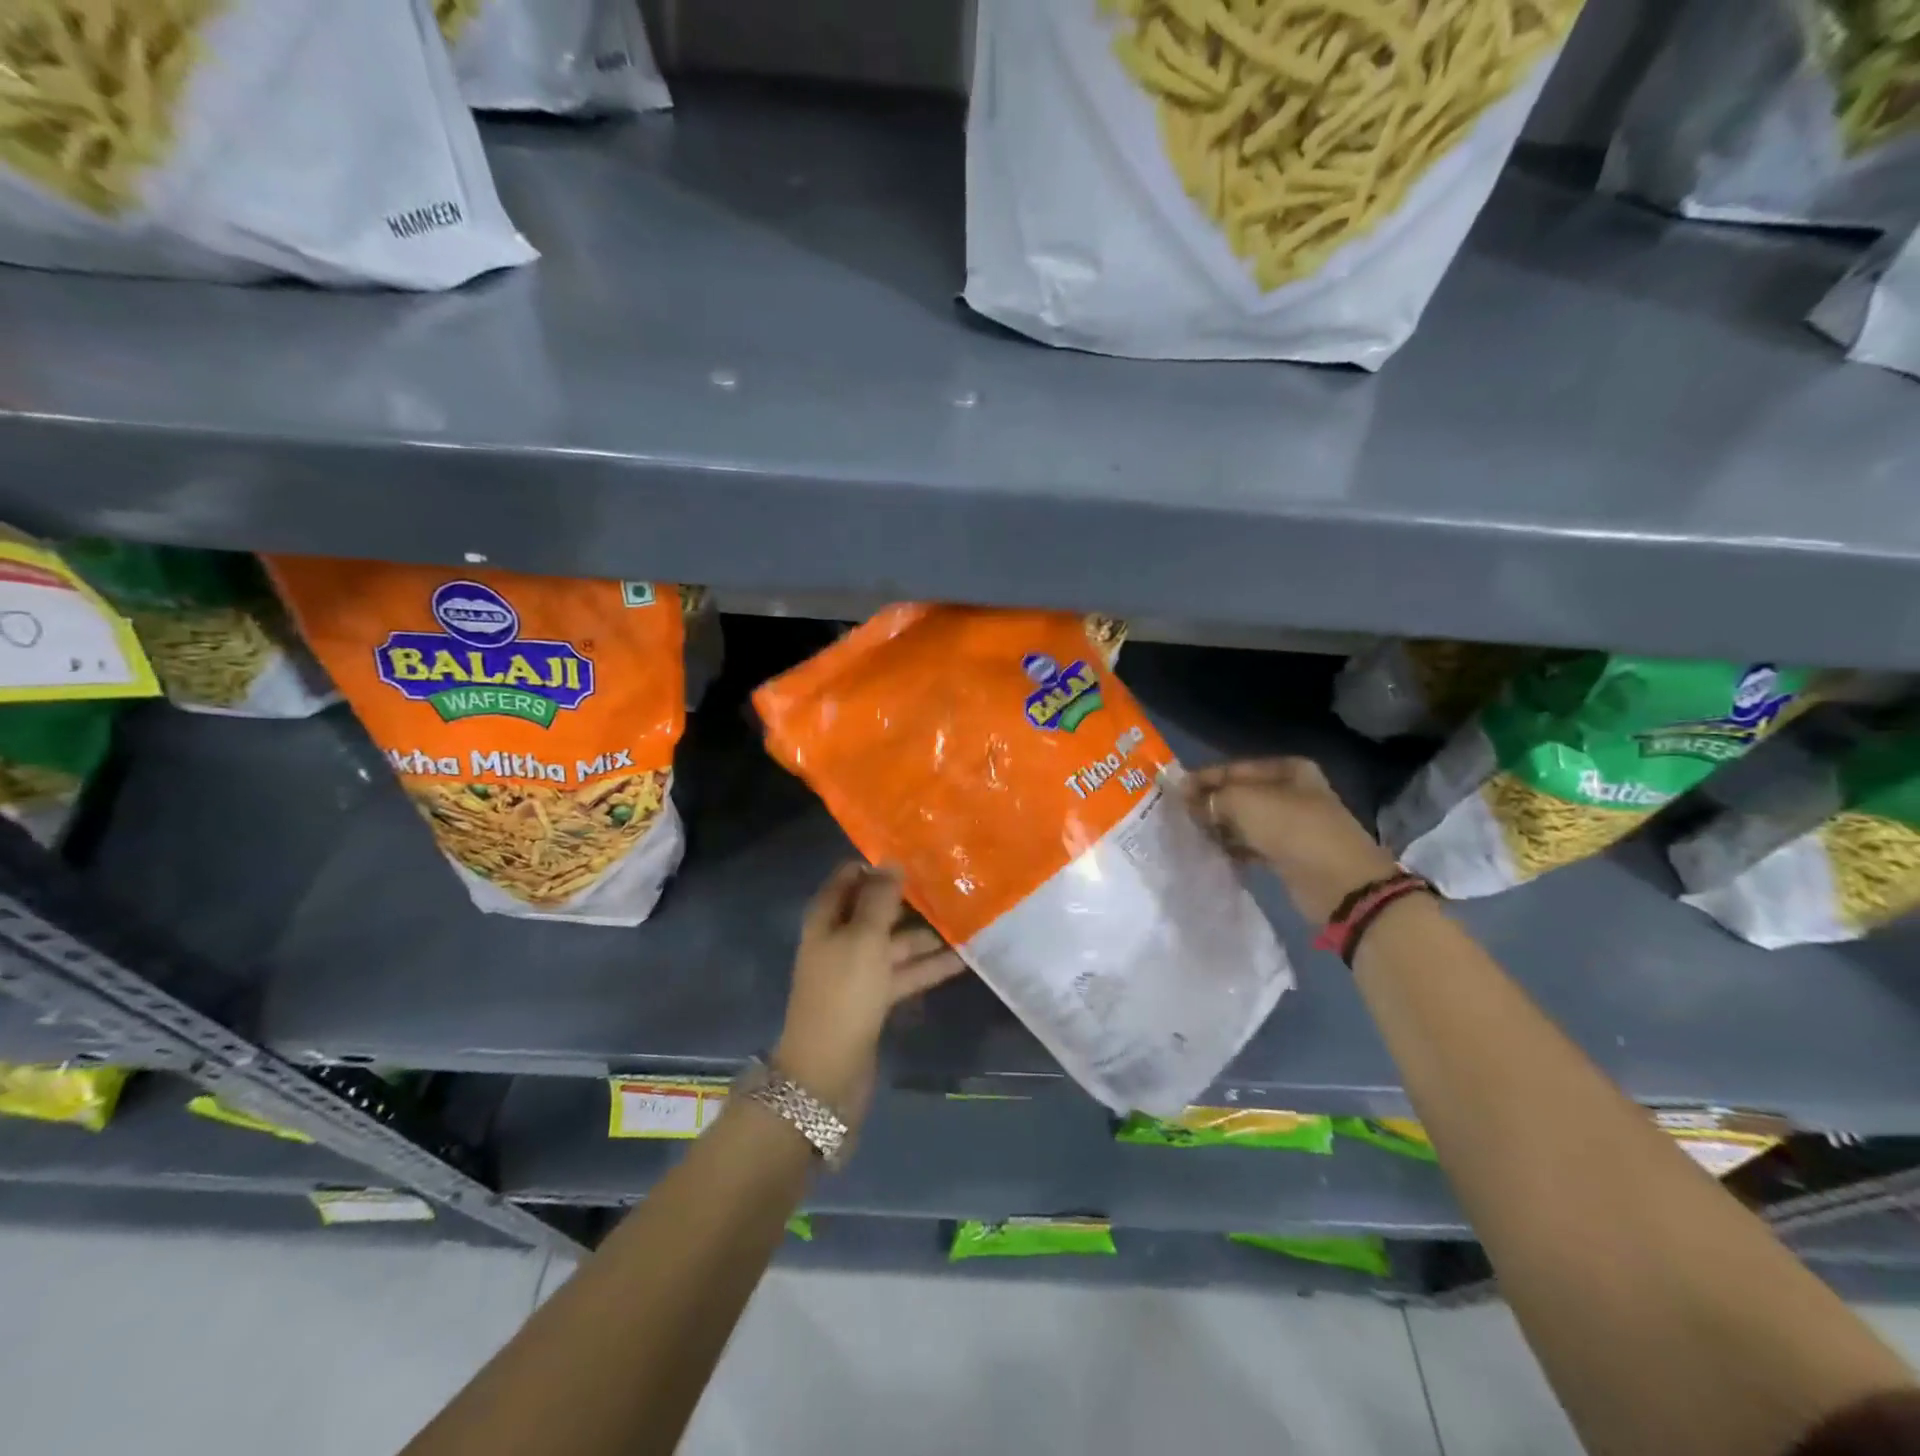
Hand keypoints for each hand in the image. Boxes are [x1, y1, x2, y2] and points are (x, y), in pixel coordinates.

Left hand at [773, 863, 966, 1130]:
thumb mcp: (863, 938)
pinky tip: (962, 959)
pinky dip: (928, 966)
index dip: (877, 865)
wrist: (827, 1071)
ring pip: (894, 943)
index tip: (915, 853)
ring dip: (926, 935)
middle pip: (876, 910)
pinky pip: (903, 973)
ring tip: (966, 920)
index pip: (849, 878)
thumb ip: (879, 899)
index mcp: (827, 918)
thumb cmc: (843, 993)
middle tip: (951, 884)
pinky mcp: (873, 999)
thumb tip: (891, 861)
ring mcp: (856, 971)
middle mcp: (840, 939)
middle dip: (909, 899)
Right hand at [1185, 757, 1399, 923]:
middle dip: (1210, 804)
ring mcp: (1292, 824)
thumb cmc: (1293, 830)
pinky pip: (1251, 844)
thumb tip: (1185, 797)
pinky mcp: (1288, 853)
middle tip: (1177, 815)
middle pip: (1239, 794)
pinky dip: (1232, 847)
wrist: (1339, 884)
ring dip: (1219, 827)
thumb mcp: (1246, 802)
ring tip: (1190, 834)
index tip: (1172, 791)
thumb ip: (1212, 797)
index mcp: (1288, 770)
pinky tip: (1211, 852)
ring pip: (1244, 820)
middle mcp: (1291, 792)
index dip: (1203, 778)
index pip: (1234, 768)